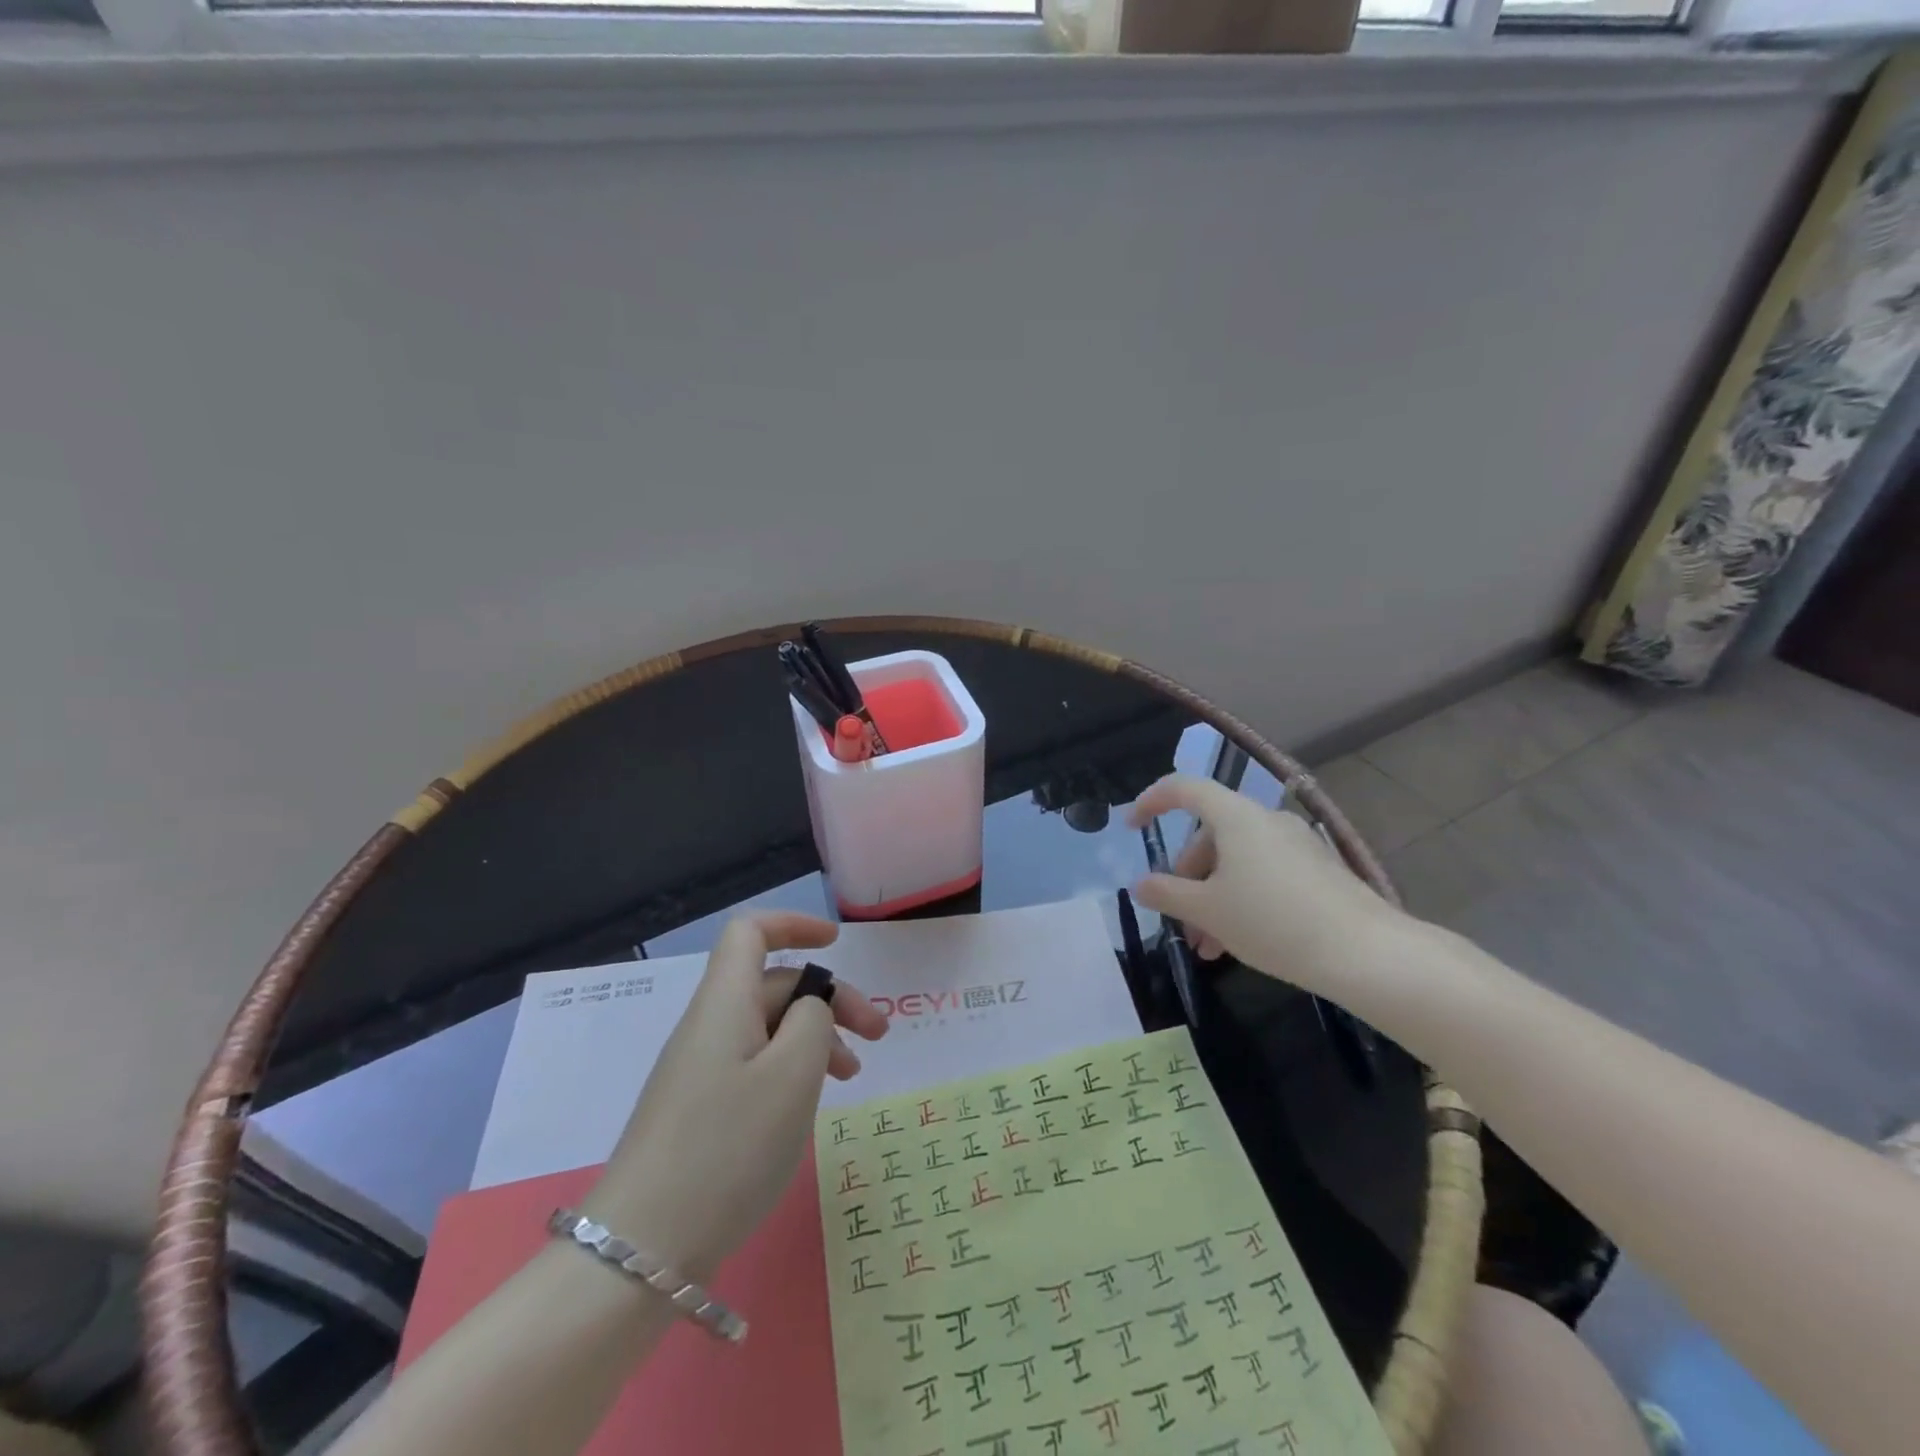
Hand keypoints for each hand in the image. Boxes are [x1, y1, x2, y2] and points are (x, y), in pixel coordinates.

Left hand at [582, 912, 887, 1278]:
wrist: (641, 1251)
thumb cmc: (728, 1148)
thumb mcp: (792, 1075)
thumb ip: (813, 1020)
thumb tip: (810, 1007)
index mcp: (725, 1002)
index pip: (751, 932)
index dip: (794, 924)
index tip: (837, 943)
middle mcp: (708, 1025)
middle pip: (772, 983)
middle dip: (829, 997)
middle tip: (878, 1036)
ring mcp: (699, 1069)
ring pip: (768, 1028)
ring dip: (815, 1037)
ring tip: (853, 1075)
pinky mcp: (698, 1109)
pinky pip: (753, 1065)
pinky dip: (791, 1069)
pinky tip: (810, 1104)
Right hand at [1126, 774, 1406, 996]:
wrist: (1366, 954)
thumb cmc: (1273, 922)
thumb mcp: (1208, 911)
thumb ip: (1167, 894)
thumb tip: (1140, 884)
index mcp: (1236, 817)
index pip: (1183, 788)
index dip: (1151, 801)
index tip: (1133, 829)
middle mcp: (1266, 820)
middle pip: (1210, 835)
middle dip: (1187, 878)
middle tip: (1180, 921)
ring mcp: (1296, 844)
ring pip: (1237, 862)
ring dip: (1213, 897)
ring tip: (1209, 947)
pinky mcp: (1318, 870)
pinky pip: (1264, 874)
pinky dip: (1242, 899)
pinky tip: (1241, 942)